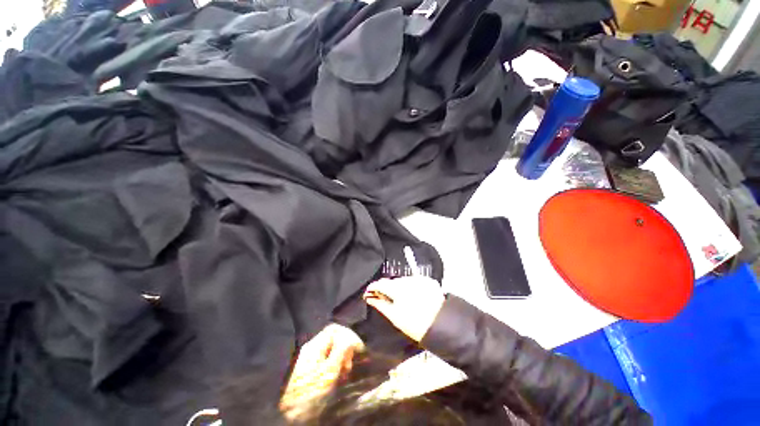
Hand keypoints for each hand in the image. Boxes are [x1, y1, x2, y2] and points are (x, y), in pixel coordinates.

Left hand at [280, 324, 363, 420]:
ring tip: (345, 373)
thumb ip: (341, 350)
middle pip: (332, 338)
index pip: (334, 329)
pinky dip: (334, 365)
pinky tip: (337, 377)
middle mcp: (310, 348)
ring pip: (330, 349)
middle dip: (345, 348)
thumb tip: (350, 336)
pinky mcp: (308, 369)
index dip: (348, 335)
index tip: (357, 348)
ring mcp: (308, 358)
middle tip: (349, 366)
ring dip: (341, 358)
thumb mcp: (329, 371)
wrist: (289, 415)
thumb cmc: (311, 392)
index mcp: (315, 345)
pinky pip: (325, 359)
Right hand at [363, 276, 444, 341]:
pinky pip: (414, 281)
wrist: (441, 324)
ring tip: (401, 298)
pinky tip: (413, 296)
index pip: (380, 283)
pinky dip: (411, 286)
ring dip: (399, 286)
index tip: (369, 293)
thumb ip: (380, 304)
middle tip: (384, 297)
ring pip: (403, 280)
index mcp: (396, 288)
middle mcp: (407, 279)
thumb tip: (369, 297)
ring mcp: (418, 279)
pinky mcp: (428, 280)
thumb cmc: (414, 323)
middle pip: (392, 281)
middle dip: (387, 287)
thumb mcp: (394, 316)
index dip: (373, 287)